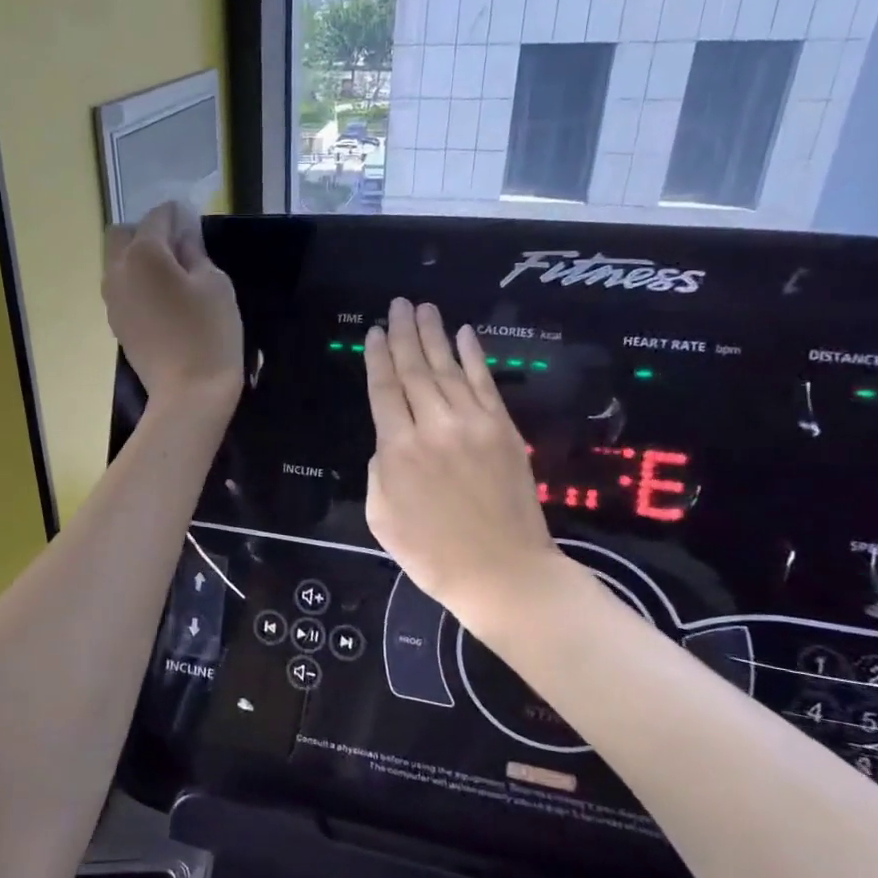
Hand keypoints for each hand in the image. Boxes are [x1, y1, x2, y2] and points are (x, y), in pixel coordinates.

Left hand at [103, 202, 242, 412]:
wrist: (189, 394)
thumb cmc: (209, 334)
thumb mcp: (215, 284)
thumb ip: (195, 252)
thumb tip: (183, 235)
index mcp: (143, 254)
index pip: (157, 217)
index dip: (178, 215)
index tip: (195, 222)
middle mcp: (117, 271)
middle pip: (122, 234)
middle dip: (148, 232)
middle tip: (179, 249)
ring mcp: (112, 300)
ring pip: (117, 263)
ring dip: (139, 259)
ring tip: (173, 276)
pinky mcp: (116, 323)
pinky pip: (122, 289)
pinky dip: (137, 284)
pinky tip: (163, 301)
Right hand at [364, 299, 569, 631]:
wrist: (502, 573)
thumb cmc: (432, 553)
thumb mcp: (381, 517)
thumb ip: (380, 470)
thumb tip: (391, 443)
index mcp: (398, 449)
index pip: (384, 390)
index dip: (377, 357)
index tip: (373, 331)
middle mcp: (434, 426)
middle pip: (414, 370)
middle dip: (403, 334)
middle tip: (397, 304)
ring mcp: (474, 424)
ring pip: (448, 369)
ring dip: (434, 336)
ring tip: (423, 308)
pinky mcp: (504, 430)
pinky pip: (486, 383)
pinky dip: (474, 356)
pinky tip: (465, 334)